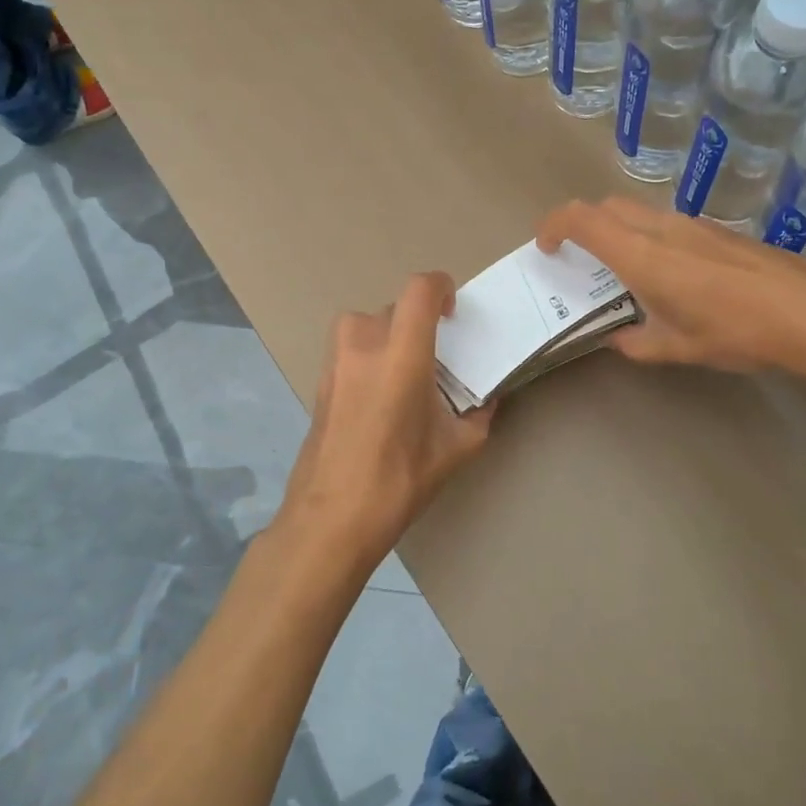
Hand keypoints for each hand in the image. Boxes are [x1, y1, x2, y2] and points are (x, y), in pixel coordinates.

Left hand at [276, 272, 494, 573]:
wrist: (331, 518)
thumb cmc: (399, 481)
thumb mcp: (455, 450)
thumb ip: (478, 416)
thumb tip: (486, 401)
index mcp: (401, 355)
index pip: (419, 290)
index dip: (440, 287)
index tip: (452, 310)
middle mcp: (363, 347)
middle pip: (392, 308)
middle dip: (417, 321)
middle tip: (435, 355)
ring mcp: (335, 364)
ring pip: (363, 324)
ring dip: (387, 334)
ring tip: (403, 370)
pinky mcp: (319, 384)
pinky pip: (347, 350)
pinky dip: (367, 356)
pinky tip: (379, 397)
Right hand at [536, 197, 805, 381]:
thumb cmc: (738, 332)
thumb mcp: (678, 348)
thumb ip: (637, 343)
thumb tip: (616, 339)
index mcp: (643, 255)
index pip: (583, 219)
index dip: (554, 225)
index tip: (545, 247)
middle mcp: (663, 229)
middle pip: (607, 207)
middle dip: (582, 225)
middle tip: (578, 260)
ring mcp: (694, 225)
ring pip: (638, 212)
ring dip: (618, 231)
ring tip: (624, 274)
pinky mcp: (717, 230)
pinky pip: (666, 222)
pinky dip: (647, 237)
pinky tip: (670, 275)